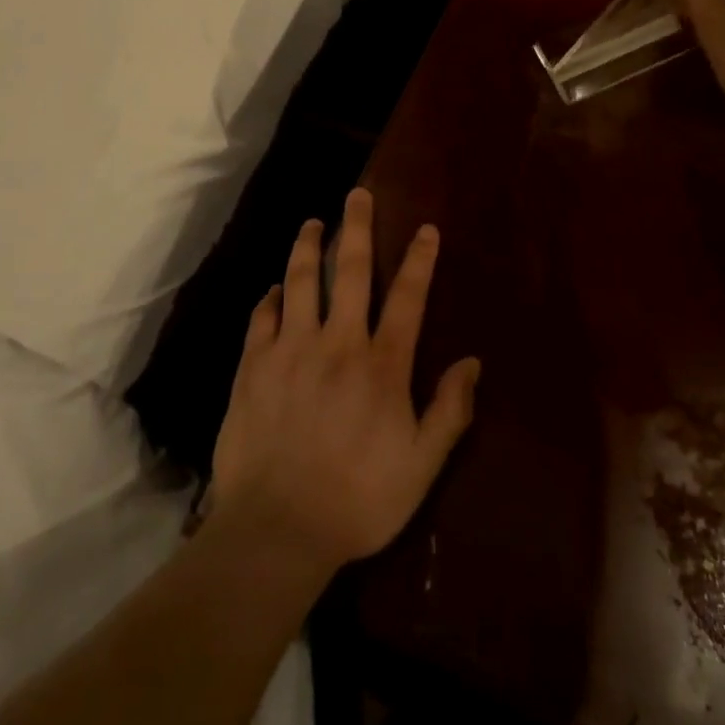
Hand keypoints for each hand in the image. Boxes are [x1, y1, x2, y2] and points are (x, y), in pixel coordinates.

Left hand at [210, 188, 480, 577]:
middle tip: (357, 194)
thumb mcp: (421, 467)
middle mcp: (337, 342)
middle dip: (356, 227)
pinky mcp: (253, 366)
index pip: (407, 297)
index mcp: (381, 364)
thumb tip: (472, 361)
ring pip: (300, 281)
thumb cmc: (357, 500)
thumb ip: (449, 411)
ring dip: (307, 247)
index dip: (419, 259)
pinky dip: (270, 297)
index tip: (425, 229)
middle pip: (349, 271)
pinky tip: (274, 288)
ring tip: (312, 223)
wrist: (277, 529)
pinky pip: (262, 318)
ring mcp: (290, 350)